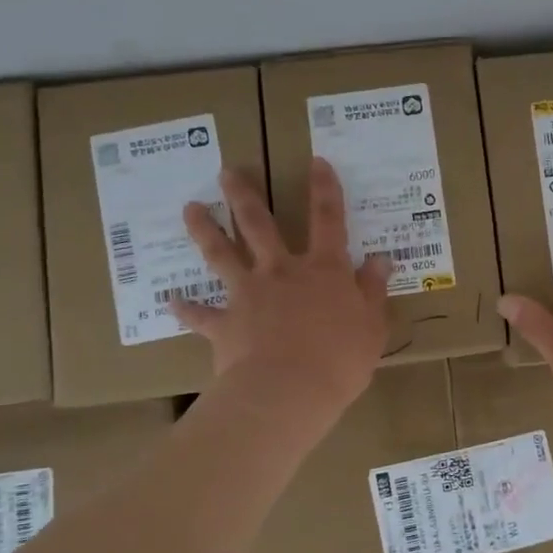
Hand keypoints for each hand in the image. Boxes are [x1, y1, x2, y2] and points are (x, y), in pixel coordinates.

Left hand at [174, 159, 393, 419]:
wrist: (287, 391)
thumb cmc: (339, 360)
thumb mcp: (372, 326)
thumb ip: (373, 290)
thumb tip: (381, 259)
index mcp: (323, 270)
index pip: (328, 220)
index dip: (324, 189)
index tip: (316, 161)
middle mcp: (282, 272)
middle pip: (259, 225)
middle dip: (244, 195)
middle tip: (227, 172)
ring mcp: (248, 295)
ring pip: (222, 255)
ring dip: (205, 230)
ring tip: (190, 209)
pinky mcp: (224, 324)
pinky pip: (200, 314)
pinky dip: (186, 307)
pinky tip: (171, 299)